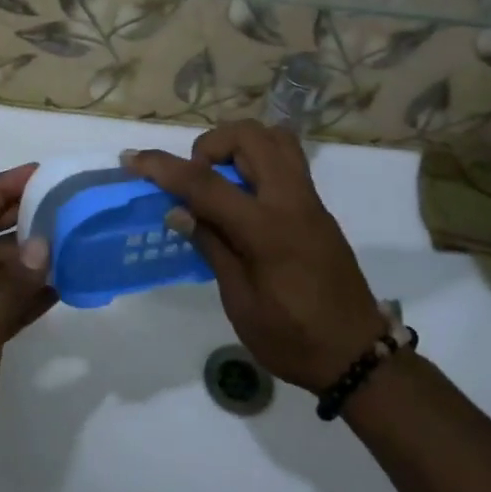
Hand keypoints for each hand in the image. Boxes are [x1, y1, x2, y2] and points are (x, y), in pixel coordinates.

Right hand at [123, 122, 387, 393]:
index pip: (206, 183)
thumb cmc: (292, 338)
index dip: (164, 168)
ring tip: (220, 182)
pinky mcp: (317, 206)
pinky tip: (243, 197)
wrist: (357, 355)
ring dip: (239, 146)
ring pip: (273, 137)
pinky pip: (286, 159)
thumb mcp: (240, 302)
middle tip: (196, 181)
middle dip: (210, 145)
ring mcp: (309, 199)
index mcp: (267, 229)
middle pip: (248, 136)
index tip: (133, 159)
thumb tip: (178, 210)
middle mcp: (291, 200)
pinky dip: (257, 159)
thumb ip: (211, 246)